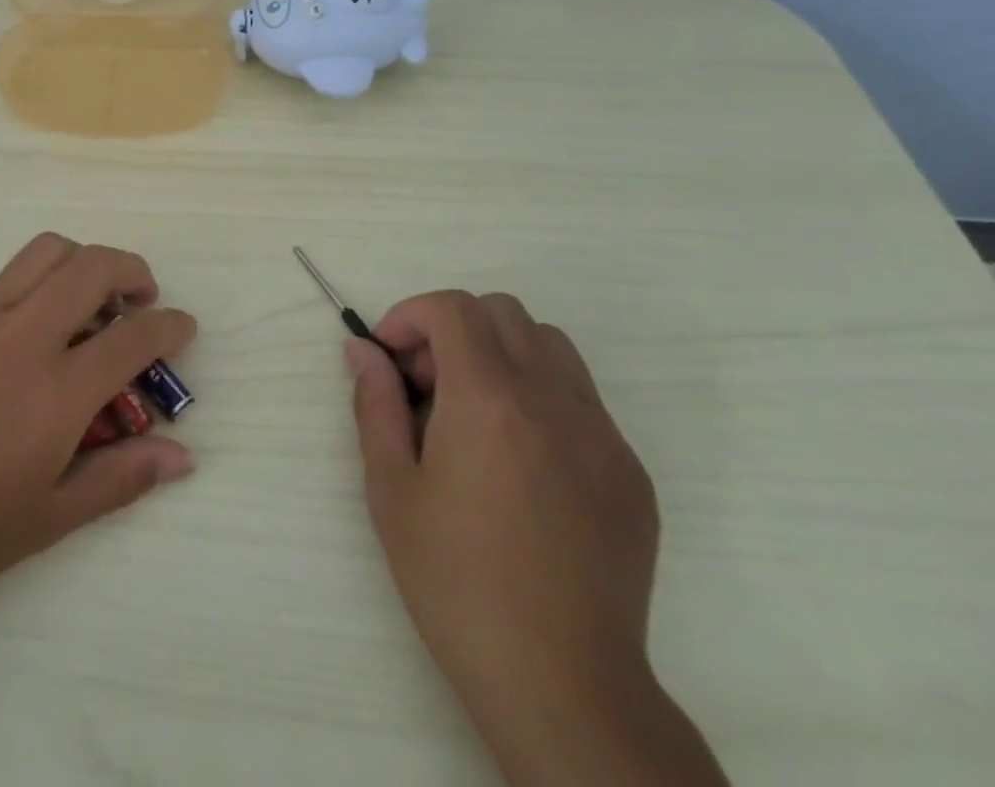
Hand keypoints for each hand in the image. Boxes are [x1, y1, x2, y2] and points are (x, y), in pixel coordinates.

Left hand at [0, 234, 196, 606]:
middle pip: (94, 266)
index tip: (183, 328)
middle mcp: (23, 336)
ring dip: (83, 262)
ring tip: (90, 298)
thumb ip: (121, 477)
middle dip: (133, 270)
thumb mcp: (49, 518)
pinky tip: (33, 328)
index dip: (171, 325)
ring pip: (47, 251)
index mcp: (57, 392)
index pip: (135, 336)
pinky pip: (6, 278)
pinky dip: (38, 284)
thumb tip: (183, 455)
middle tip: (141, 298)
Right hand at [348, 291, 712, 783]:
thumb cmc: (457, 583)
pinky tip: (521, 463)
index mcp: (489, 398)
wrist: (563, 685)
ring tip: (475, 413)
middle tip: (429, 386)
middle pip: (503, 312)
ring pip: (550, 346)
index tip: (390, 356)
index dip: (411, 314)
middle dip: (454, 329)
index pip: (453, 308)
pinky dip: (541, 398)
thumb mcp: (392, 489)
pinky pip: (582, 400)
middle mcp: (552, 399)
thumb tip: (363, 350)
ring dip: (502, 354)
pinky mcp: (631, 472)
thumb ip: (375, 403)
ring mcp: (602, 434)